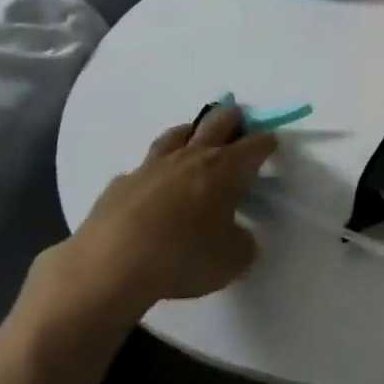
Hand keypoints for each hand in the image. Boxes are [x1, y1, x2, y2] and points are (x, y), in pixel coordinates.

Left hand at [23, 106, 277, 342]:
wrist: (111, 265)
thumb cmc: (183, 257)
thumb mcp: (232, 260)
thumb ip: (242, 242)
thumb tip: (238, 234)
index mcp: (224, 170)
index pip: (253, 146)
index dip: (266, 143)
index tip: (272, 142)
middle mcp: (190, 157)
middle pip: (216, 124)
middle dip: (232, 119)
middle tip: (239, 120)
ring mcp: (152, 166)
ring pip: (176, 134)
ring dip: (191, 131)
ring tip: (195, 136)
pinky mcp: (121, 182)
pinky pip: (142, 167)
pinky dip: (153, 171)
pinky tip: (151, 185)